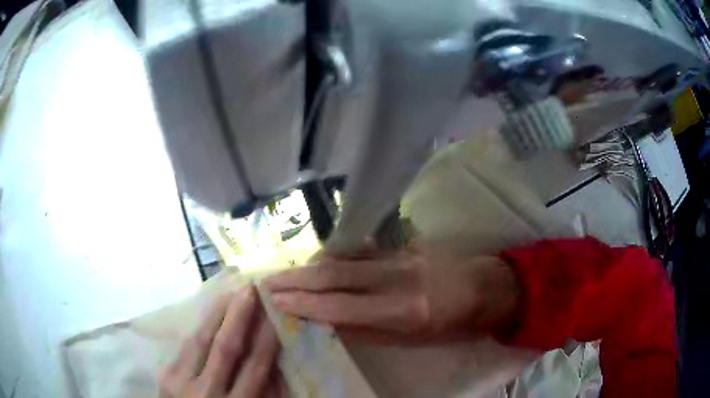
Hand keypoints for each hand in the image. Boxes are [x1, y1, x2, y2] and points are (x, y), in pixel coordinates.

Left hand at [158, 286, 285, 397]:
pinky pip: (185, 344)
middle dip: (239, 315)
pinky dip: (200, 325)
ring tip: (230, 291)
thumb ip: (262, 393)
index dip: (266, 339)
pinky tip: (210, 312)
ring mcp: (181, 381)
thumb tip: (274, 361)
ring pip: (201, 339)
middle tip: (251, 289)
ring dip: (217, 312)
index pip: (254, 367)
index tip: (274, 315)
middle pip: (225, 348)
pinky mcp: (165, 373)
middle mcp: (208, 392)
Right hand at [264, 245, 519, 342]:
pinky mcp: (405, 246)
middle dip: (297, 279)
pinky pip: (362, 251)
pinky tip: (319, 260)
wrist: (490, 286)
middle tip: (268, 281)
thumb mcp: (418, 338)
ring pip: (346, 259)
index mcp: (405, 310)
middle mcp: (398, 278)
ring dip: (311, 265)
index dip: (306, 304)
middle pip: (337, 275)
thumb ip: (373, 330)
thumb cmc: (458, 323)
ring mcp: (402, 256)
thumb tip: (333, 323)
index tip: (277, 301)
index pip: (342, 306)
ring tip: (285, 272)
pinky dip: (336, 256)